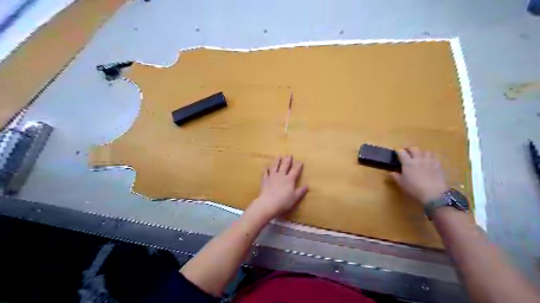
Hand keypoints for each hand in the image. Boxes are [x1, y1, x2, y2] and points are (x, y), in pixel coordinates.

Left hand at [249, 156, 306, 219]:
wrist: (268, 204)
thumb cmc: (283, 202)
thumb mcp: (295, 198)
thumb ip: (301, 191)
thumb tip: (307, 185)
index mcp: (289, 179)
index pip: (295, 171)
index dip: (298, 166)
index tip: (300, 162)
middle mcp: (281, 176)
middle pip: (285, 166)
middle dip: (287, 160)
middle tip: (289, 154)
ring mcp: (272, 177)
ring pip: (275, 167)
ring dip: (277, 161)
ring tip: (279, 155)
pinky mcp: (265, 180)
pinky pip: (265, 173)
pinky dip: (266, 170)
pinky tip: (266, 167)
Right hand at [391, 146, 449, 204]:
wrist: (434, 193)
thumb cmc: (414, 189)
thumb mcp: (402, 184)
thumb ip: (395, 177)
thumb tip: (390, 173)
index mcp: (408, 163)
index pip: (401, 152)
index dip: (398, 150)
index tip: (396, 151)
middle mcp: (418, 159)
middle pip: (413, 148)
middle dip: (409, 149)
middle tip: (407, 152)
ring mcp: (429, 161)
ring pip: (425, 151)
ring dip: (421, 152)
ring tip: (419, 156)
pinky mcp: (438, 165)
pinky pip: (434, 156)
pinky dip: (430, 157)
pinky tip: (429, 161)